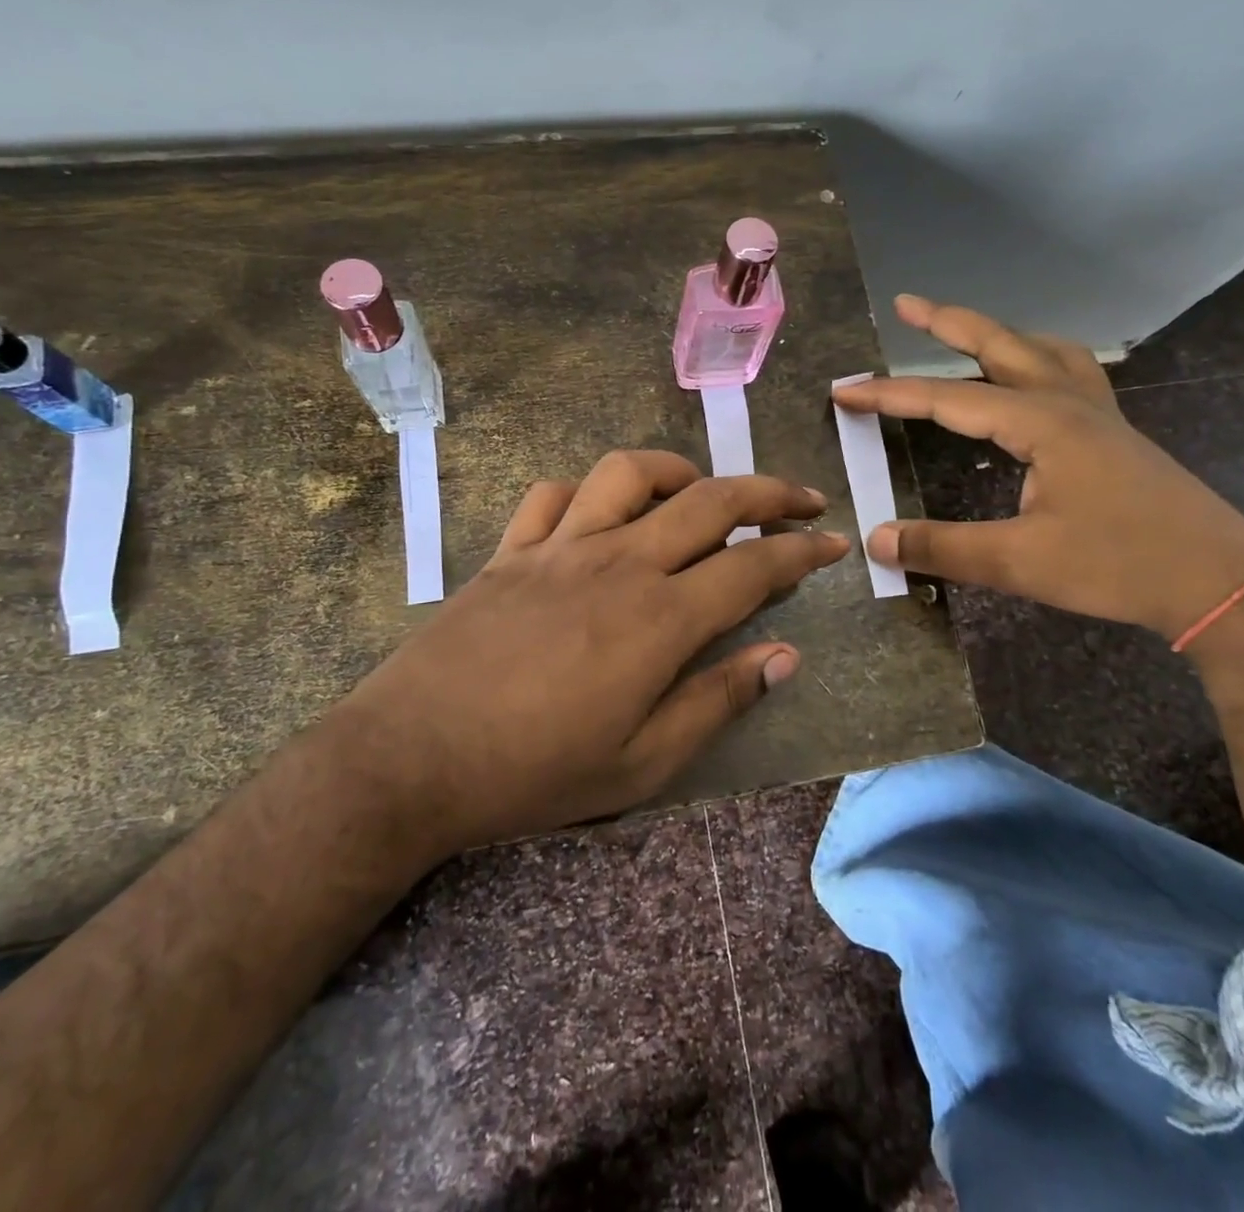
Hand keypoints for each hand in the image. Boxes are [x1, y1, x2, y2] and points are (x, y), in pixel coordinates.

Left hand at [329, 450, 849, 852]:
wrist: (410, 759)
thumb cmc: (534, 772)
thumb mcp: (642, 763)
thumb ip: (718, 700)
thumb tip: (784, 656)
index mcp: (660, 618)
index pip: (754, 566)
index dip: (802, 550)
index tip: (833, 543)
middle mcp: (618, 562)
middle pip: (709, 501)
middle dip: (767, 491)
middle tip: (801, 497)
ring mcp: (559, 546)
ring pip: (630, 474)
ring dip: (678, 472)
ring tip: (700, 492)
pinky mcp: (511, 550)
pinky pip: (555, 494)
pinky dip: (589, 493)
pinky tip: (600, 515)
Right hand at [834, 295, 1243, 641]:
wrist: (1219, 582)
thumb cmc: (1118, 565)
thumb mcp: (1018, 561)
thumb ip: (942, 547)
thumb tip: (876, 541)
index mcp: (1040, 422)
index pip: (946, 399)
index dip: (889, 395)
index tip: (844, 392)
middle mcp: (1068, 402)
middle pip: (999, 345)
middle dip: (948, 322)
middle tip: (908, 303)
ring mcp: (1099, 414)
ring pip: (1043, 351)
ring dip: (1000, 335)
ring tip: (970, 332)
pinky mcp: (1116, 434)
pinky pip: (1073, 373)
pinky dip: (1042, 360)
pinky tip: (1037, 380)